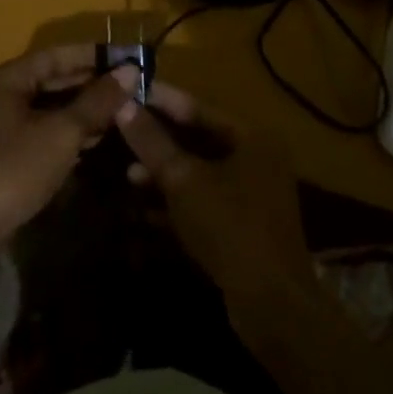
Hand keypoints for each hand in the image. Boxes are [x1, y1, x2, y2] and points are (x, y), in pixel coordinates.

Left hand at [0, 45, 141, 257]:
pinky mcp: (5, 156)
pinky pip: (44, 132)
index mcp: (7, 79)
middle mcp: (1, 96)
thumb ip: (96, 101)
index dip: (93, 55)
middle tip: (134, 87)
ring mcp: (1, 128)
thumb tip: (130, 71)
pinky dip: (70, 132)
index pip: (57, 55)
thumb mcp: (61, 133)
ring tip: (125, 111)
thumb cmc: (11, 172)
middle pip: (53, 80)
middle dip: (92, 84)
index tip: (129, 57)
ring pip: (50, 108)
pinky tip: (99, 139)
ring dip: (85, 109)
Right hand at [117, 81, 317, 318]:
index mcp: (251, 136)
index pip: (198, 106)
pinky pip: (205, 198)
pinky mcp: (244, 222)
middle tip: (121, 131)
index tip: (126, 89)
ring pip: (200, 171)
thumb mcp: (184, 180)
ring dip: (165, 172)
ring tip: (128, 173)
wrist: (271, 304)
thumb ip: (152, 142)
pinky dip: (178, 199)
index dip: (160, 99)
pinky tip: (144, 208)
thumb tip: (121, 104)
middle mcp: (257, 157)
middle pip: (199, 137)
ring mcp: (252, 192)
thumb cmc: (229, 227)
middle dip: (159, 139)